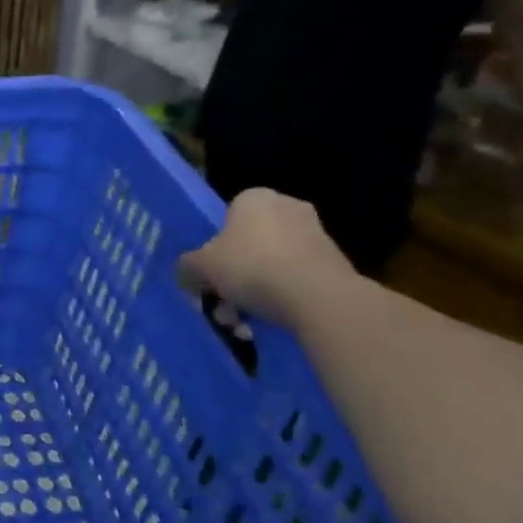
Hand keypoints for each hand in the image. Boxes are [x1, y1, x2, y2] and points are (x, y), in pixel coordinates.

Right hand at [179, 189, 358, 327]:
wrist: (318, 297)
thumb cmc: (250, 266)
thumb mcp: (200, 266)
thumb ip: (187, 265)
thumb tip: (190, 271)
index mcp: (254, 198)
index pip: (224, 219)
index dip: (211, 251)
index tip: (208, 276)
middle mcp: (287, 208)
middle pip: (246, 246)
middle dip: (231, 279)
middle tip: (222, 305)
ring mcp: (315, 235)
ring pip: (269, 266)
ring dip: (250, 294)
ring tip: (241, 323)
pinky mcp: (334, 264)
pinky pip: (293, 279)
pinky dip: (278, 298)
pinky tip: (265, 323)